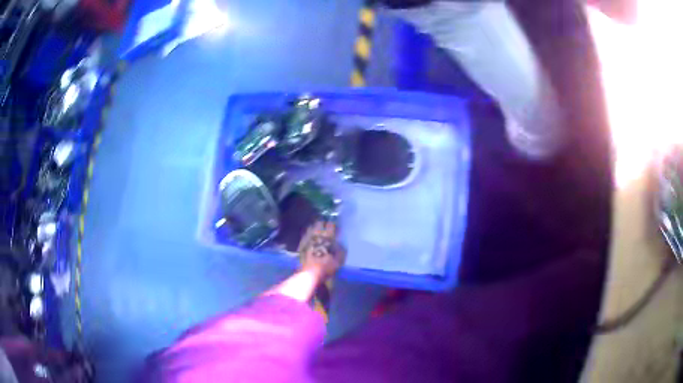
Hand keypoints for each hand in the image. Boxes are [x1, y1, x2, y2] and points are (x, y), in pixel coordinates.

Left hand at [298, 221, 345, 278]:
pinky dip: (308, 233)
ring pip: (311, 227)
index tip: (336, 227)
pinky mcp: (301, 243)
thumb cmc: (327, 266)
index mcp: (328, 236)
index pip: (331, 224)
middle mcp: (317, 234)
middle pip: (320, 223)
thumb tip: (339, 243)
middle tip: (326, 226)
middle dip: (323, 223)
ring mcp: (307, 238)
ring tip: (318, 230)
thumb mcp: (339, 259)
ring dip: (315, 227)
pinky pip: (305, 234)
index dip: (334, 225)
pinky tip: (310, 236)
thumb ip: (341, 249)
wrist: (310, 273)